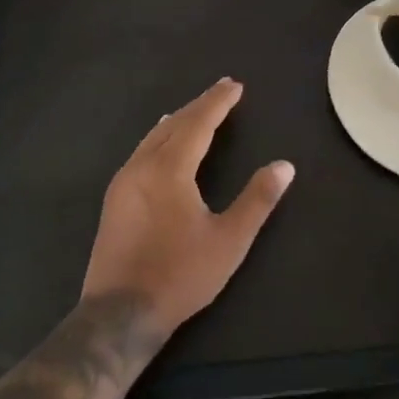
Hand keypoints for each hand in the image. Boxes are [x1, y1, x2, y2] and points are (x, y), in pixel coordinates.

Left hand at [81, 78, 294, 339]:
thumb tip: (284, 165)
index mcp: (170, 169)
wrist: (119, 314)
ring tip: (196, 110)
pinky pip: (141, 151)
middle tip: (222, 89)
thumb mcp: (228, 241)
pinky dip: (159, 137)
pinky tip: (161, 142)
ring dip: (179, 119)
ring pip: (154, 136)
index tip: (235, 85)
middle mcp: (143, 165)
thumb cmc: (180, 275)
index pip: (199, 122)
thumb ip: (257, 200)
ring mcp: (124, 181)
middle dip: (200, 104)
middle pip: (175, 124)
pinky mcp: (114, 198)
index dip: (218, 102)